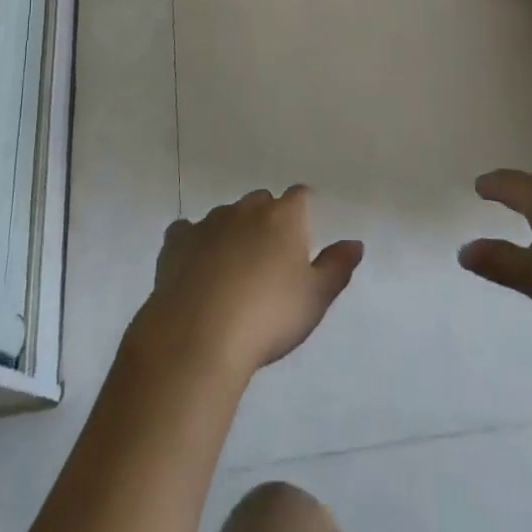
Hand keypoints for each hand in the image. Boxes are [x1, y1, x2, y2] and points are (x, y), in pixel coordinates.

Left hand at [129, 187, 363, 379]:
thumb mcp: (315, 298)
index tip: (303, 232)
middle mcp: (246, 209)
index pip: (299, 196)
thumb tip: (354, 242)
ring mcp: (208, 222)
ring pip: (226, 216)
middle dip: (267, 220)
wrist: (200, 334)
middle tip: (270, 258)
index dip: (303, 210)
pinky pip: (188, 232)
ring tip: (233, 270)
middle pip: (261, 202)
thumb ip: (336, 267)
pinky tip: (196, 268)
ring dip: (232, 232)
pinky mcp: (177, 241)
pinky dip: (195, 244)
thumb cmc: (268, 316)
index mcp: (283, 216)